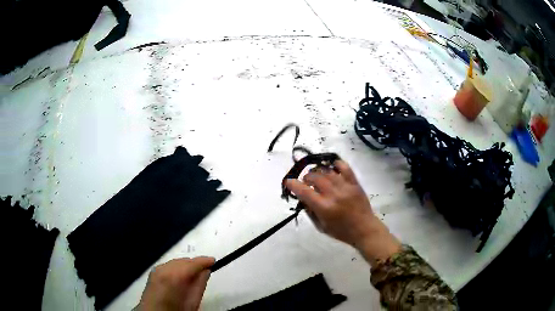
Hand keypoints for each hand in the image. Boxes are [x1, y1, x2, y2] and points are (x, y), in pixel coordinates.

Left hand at [137, 257, 214, 310]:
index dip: (204, 261)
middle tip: (206, 270)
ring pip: (176, 262)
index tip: (214, 261)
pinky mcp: (153, 272)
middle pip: (183, 261)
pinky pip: (168, 266)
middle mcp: (164, 269)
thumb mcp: (192, 303)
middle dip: (195, 264)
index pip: (192, 263)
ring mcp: (157, 269)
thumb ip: (199, 285)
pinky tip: (181, 277)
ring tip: (195, 275)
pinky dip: (177, 268)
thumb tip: (206, 271)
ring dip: (186, 266)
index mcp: (174, 277)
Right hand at [286, 160, 400, 265]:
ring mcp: (345, 187)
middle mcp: (333, 194)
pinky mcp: (354, 183)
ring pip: (327, 171)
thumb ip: (310, 212)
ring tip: (317, 176)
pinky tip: (331, 167)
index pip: (304, 191)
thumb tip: (303, 198)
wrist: (365, 229)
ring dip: (318, 172)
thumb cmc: (341, 232)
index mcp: (324, 207)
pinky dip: (336, 164)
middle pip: (315, 177)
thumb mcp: (321, 227)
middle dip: (306, 178)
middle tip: (306, 182)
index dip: (293, 184)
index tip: (288, 182)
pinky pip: (345, 168)